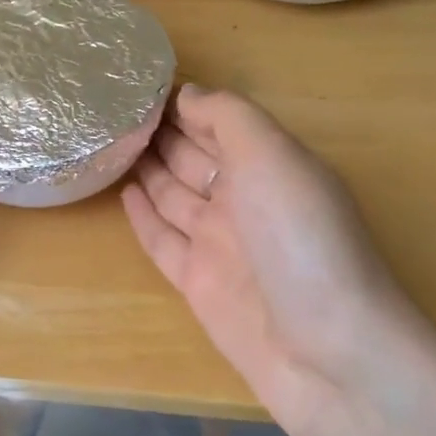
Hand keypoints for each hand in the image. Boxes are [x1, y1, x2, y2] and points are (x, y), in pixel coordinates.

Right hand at [121, 84, 435, 435]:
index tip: (141, 82)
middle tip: (112, 107)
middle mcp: (246, 199)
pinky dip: (143, 216)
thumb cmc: (300, 239)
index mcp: (271, 164)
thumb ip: (228, 117)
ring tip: (108, 140)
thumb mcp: (271, 157)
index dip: (187, 102)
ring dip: (147, 167)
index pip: (221, 121)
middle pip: (196, 156)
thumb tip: (187, 94)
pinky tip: (123, 191)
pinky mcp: (199, 283)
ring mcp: (221, 244)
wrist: (327, 353)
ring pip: (174, 194)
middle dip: (161, 131)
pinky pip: (163, 240)